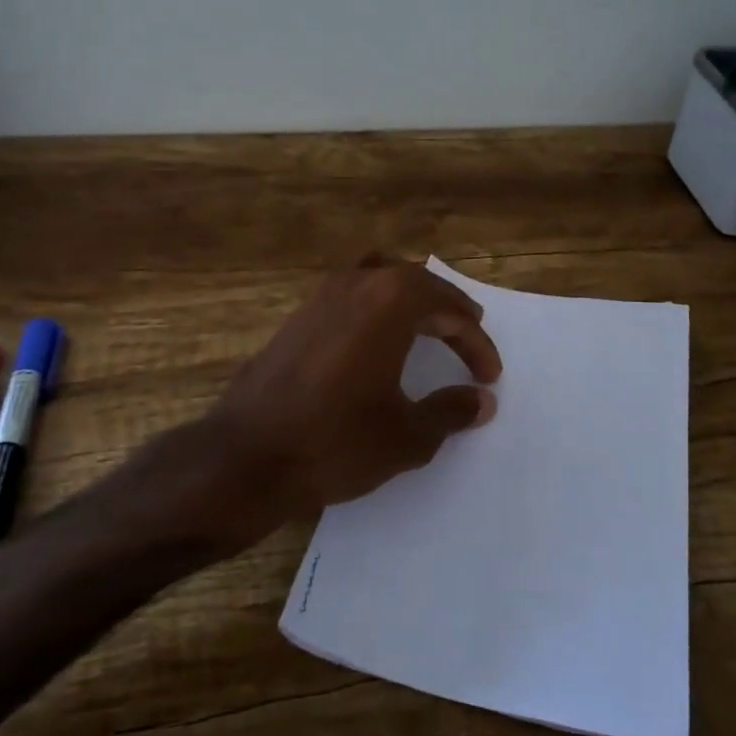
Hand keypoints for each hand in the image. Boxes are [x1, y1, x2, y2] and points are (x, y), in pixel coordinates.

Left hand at [121, 257, 502, 551]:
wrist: (245, 456)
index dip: (476, 343)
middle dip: (449, 311)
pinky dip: (378, 306)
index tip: (490, 376)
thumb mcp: (406, 435)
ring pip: (381, 278)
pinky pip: (352, 294)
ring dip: (411, 300)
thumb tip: (481, 401)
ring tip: (429, 324)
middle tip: (469, 335)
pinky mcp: (297, 316)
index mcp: (390, 302)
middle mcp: (357, 284)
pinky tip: (378, 337)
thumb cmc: (335, 441)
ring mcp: (321, 296)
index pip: (448, 311)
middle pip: (417, 283)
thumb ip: (450, 411)